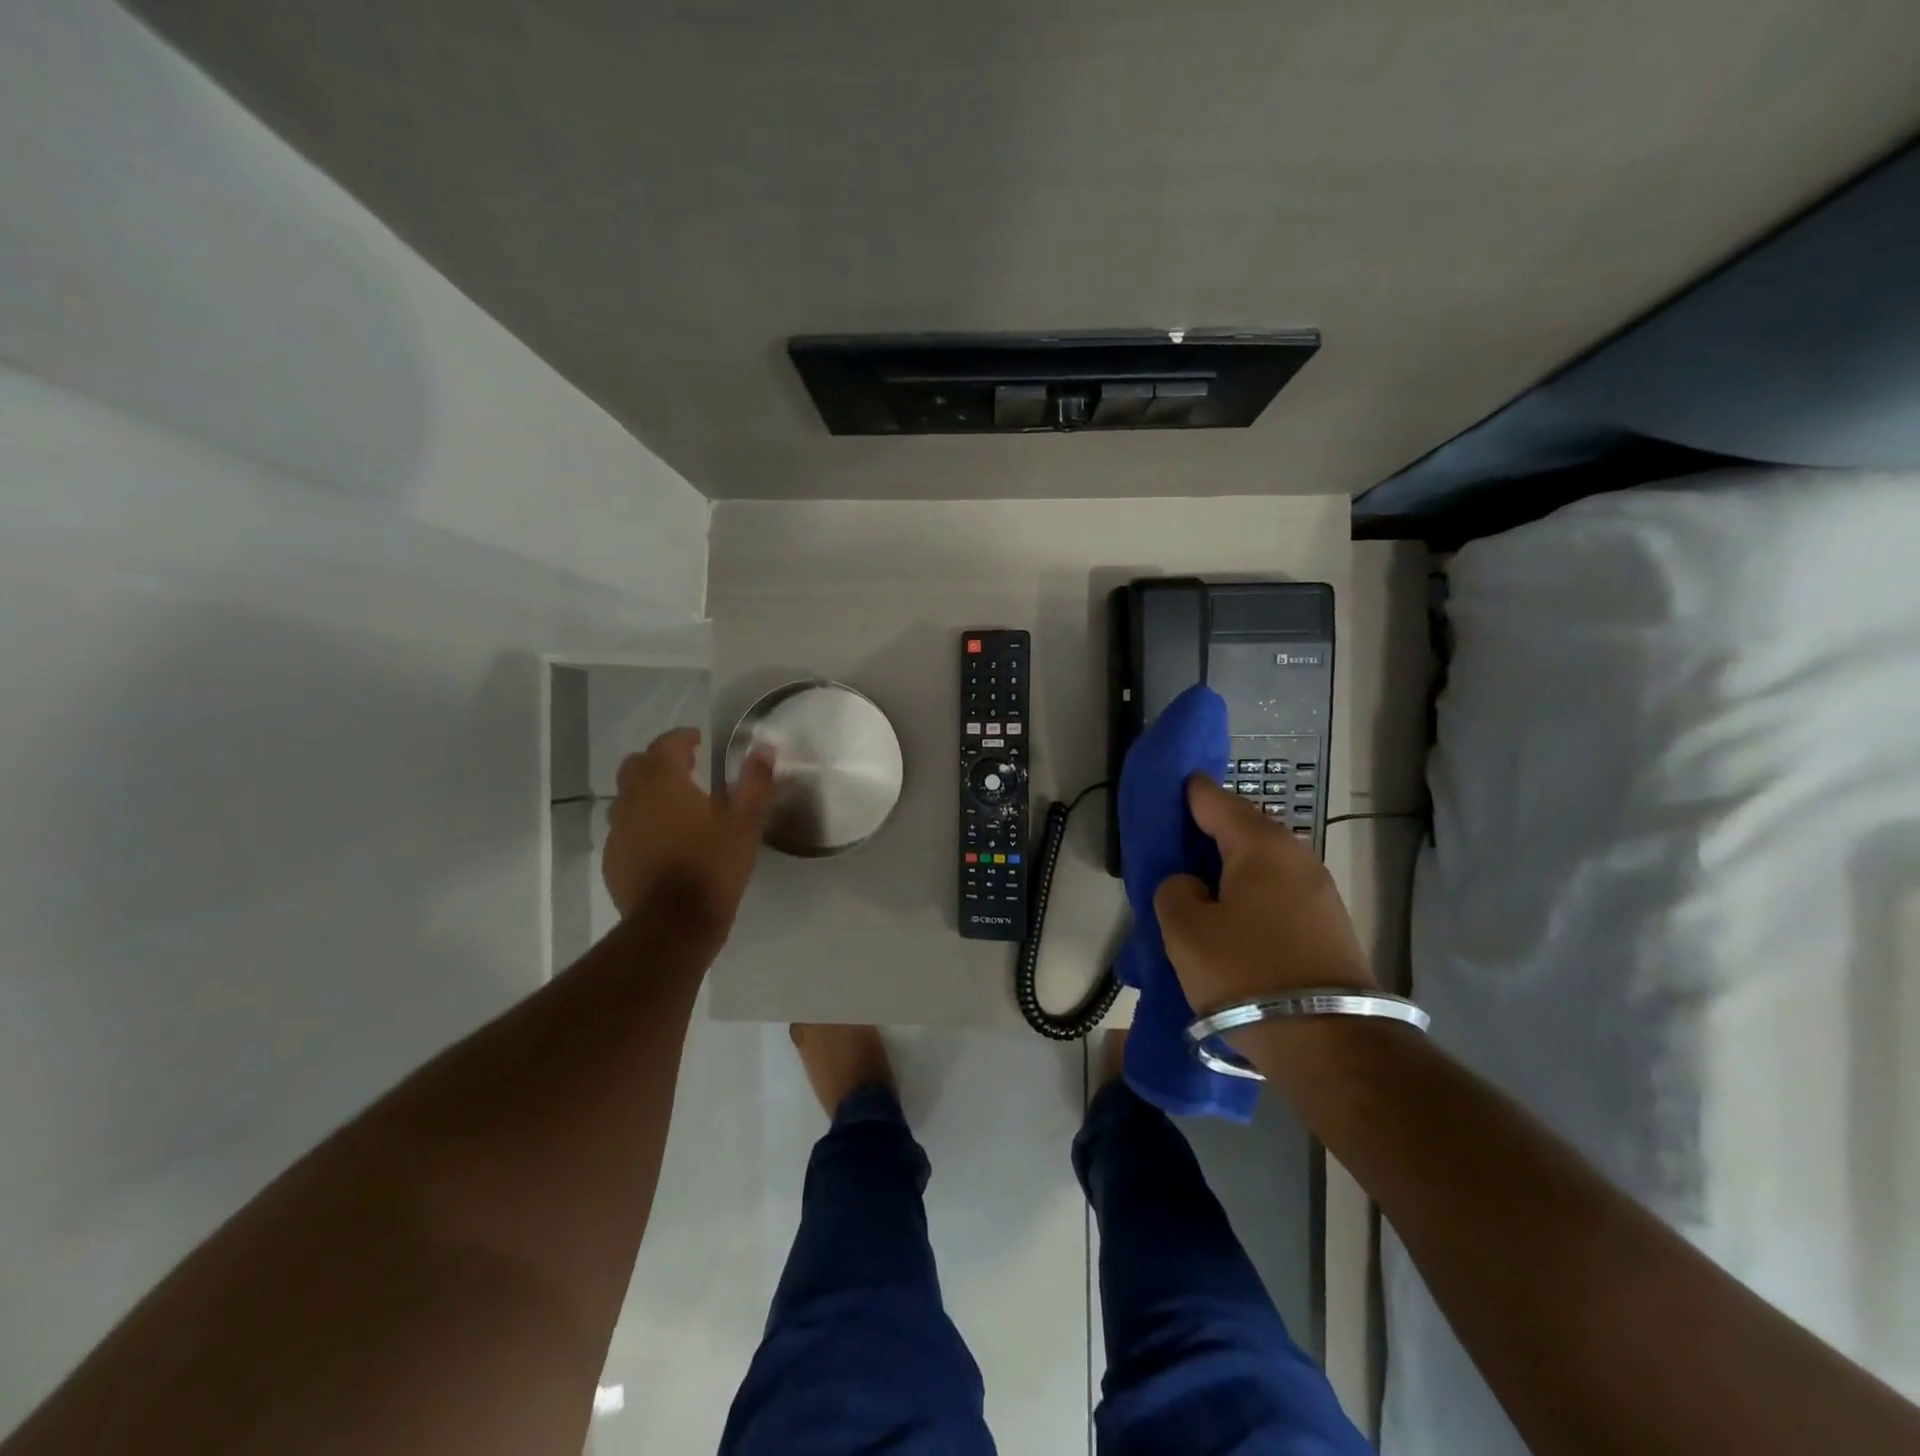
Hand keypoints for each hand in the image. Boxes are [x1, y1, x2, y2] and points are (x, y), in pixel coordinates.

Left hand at [602, 728, 774, 931]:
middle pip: (636, 766)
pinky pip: (624, 830)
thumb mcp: (746, 822)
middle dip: (658, 761)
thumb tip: (763, 749)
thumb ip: (755, 782)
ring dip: (646, 793)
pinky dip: (641, 825)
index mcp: (664, 783)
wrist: (674, 924)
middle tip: (685, 769)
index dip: (682, 738)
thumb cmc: (713, 866)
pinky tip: (662, 843)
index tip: (698, 741)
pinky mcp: (613, 860)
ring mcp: (617, 831)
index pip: (666, 745)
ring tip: (674, 806)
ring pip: (626, 798)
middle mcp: (632, 800)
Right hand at [1154, 775, 1375, 1013]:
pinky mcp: (1329, 923)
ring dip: (1229, 868)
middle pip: (1241, 828)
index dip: (1185, 793)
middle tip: (1172, 850)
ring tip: (1198, 889)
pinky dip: (1250, 893)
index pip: (1214, 798)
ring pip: (1261, 863)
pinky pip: (1277, 891)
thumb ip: (1173, 890)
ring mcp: (1319, 890)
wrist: (1331, 1042)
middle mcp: (1295, 855)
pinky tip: (1232, 919)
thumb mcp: (1185, 931)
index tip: (1162, 795)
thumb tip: (1190, 884)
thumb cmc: (1246, 974)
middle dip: (1207, 832)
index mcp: (1259, 844)